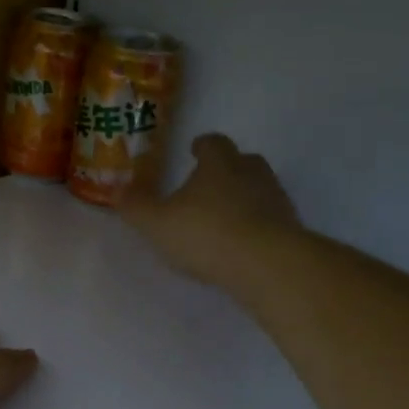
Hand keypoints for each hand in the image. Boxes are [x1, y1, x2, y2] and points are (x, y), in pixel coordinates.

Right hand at [122, 133, 300, 287]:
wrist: (268, 265)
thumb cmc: (207, 234)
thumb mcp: (158, 223)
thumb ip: (136, 206)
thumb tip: (118, 190)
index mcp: (220, 163)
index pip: (213, 143)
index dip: (202, 146)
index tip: (194, 150)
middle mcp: (252, 173)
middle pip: (243, 161)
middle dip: (227, 169)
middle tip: (209, 184)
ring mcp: (276, 200)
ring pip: (260, 189)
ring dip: (244, 198)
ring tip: (224, 218)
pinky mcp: (291, 229)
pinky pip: (270, 220)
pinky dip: (257, 226)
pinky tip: (242, 245)